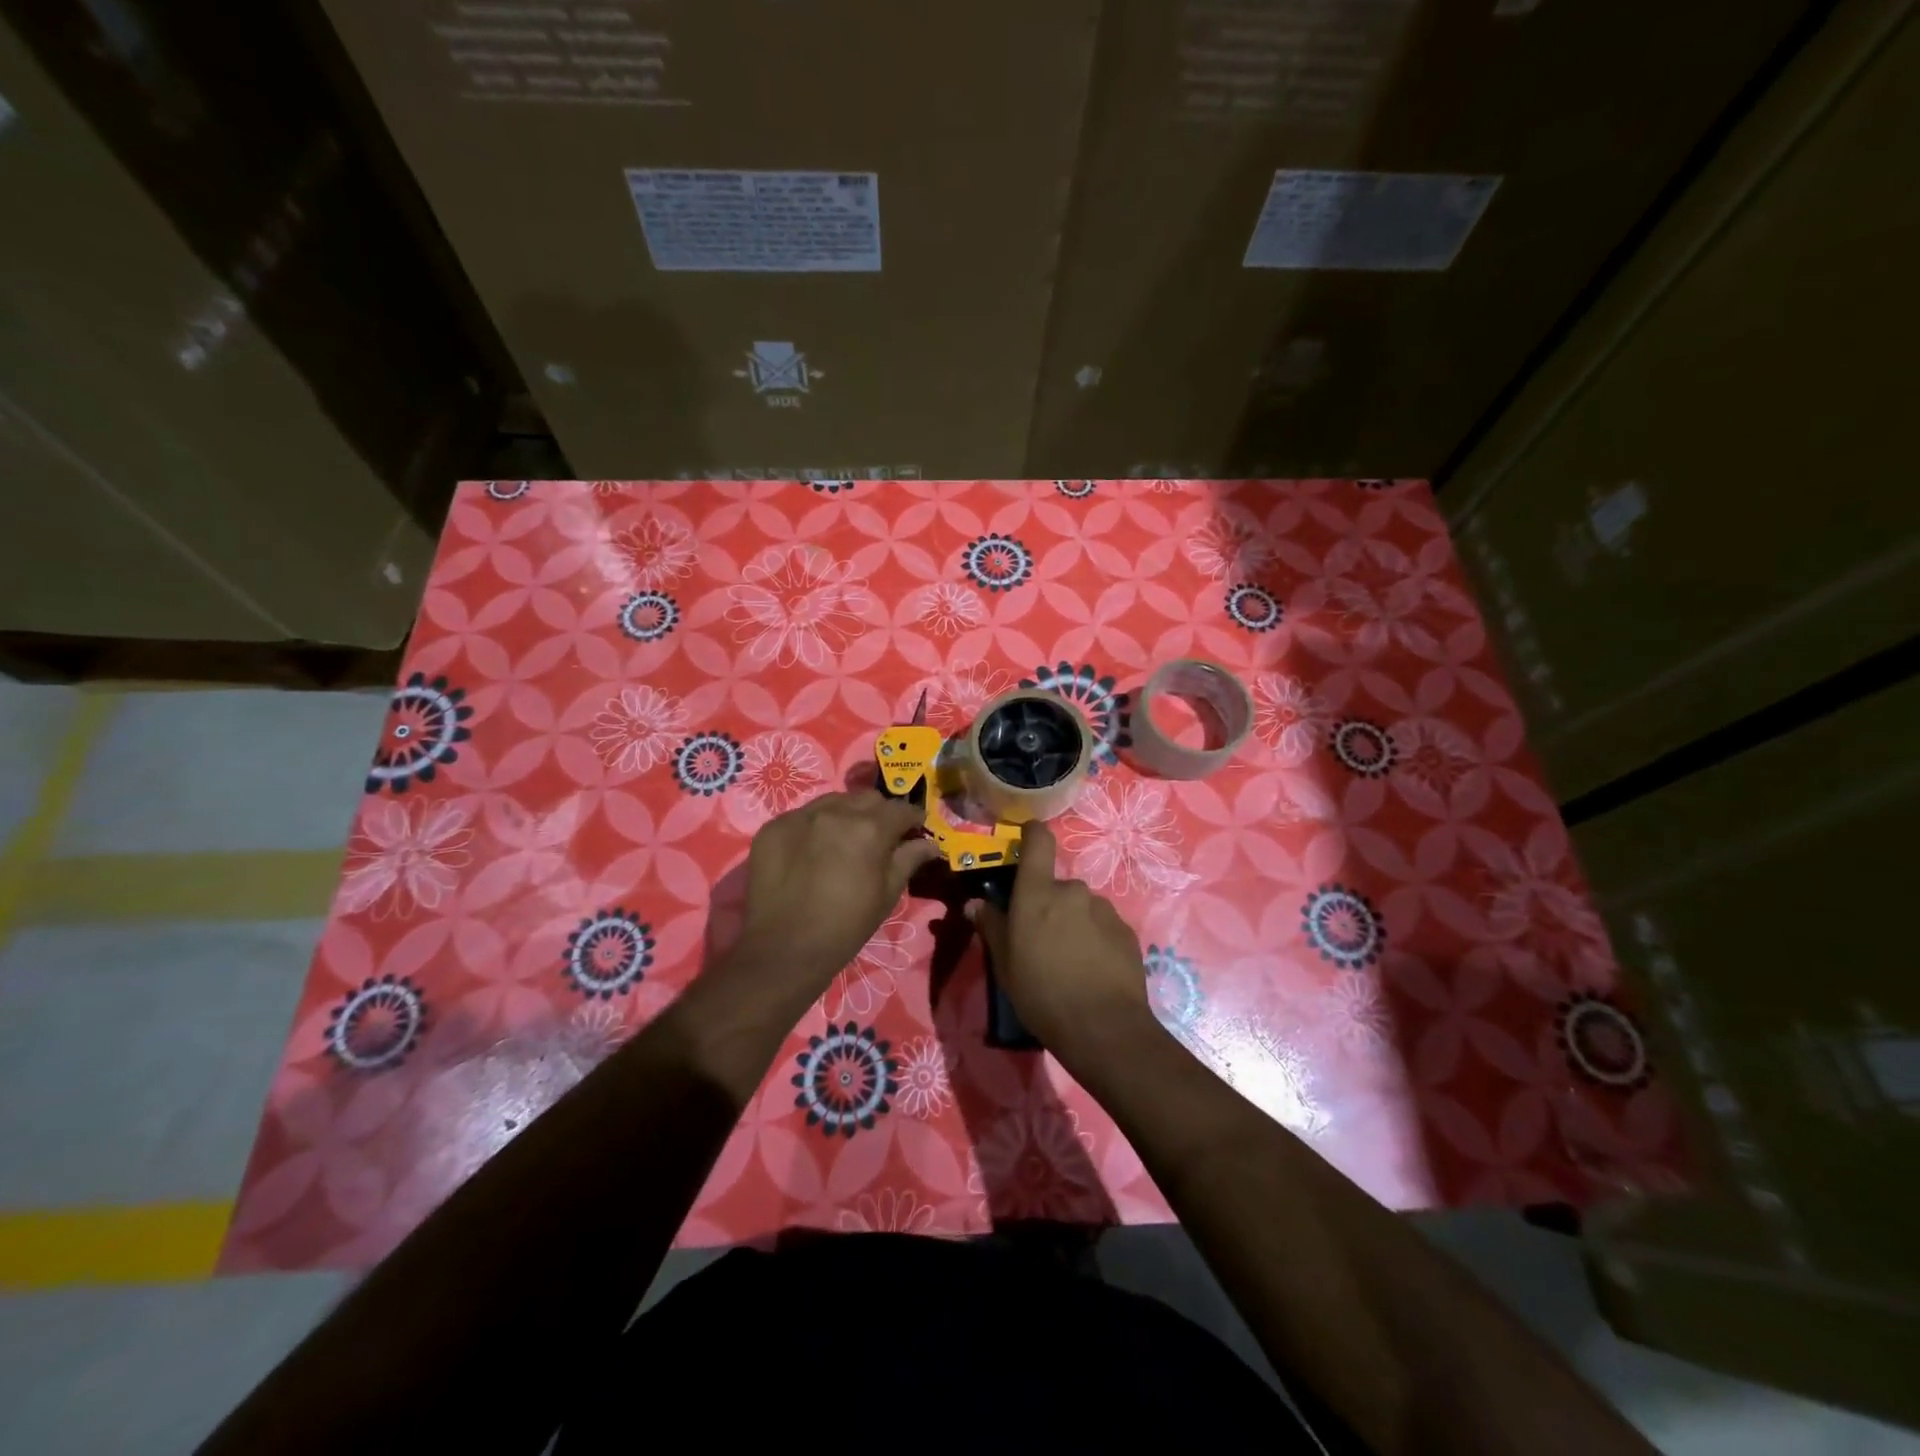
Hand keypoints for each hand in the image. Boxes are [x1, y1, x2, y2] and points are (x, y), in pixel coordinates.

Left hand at [734, 790, 941, 991]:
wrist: (783, 951)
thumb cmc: (845, 927)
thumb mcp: (886, 895)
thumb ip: (908, 860)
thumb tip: (930, 844)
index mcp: (870, 829)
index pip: (902, 809)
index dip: (913, 819)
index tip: (915, 830)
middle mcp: (836, 812)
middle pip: (868, 799)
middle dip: (880, 813)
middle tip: (880, 837)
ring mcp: (800, 816)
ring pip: (835, 801)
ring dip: (847, 814)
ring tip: (845, 840)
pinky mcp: (773, 827)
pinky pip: (803, 815)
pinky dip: (815, 826)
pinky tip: (813, 850)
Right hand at [972, 822, 1157, 1061]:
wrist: (1104, 1028)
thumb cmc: (1042, 993)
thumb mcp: (1005, 964)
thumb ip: (992, 927)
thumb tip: (975, 903)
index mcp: (1038, 893)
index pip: (1039, 841)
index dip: (1032, 833)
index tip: (1026, 837)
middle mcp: (1072, 891)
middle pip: (1056, 885)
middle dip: (1049, 904)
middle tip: (1040, 939)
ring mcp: (1104, 910)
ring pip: (1081, 906)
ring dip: (1073, 922)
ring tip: (1069, 960)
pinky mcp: (1126, 932)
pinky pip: (1103, 926)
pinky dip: (1095, 939)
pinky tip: (1092, 970)